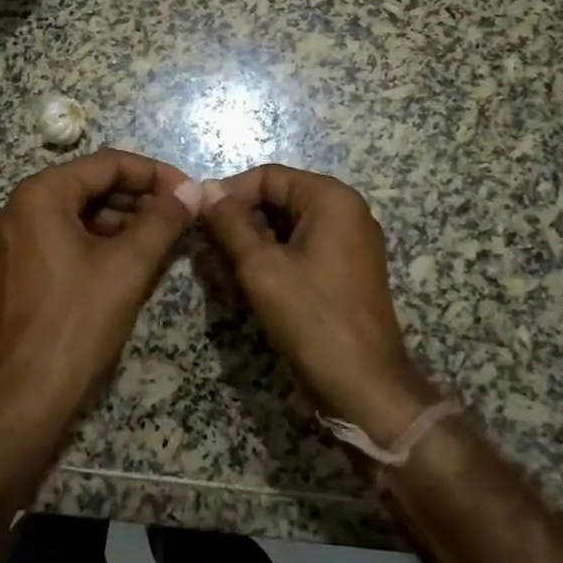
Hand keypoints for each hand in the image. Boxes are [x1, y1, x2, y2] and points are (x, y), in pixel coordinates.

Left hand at [0, 149, 202, 444]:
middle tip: (182, 216)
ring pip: (82, 213)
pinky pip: (68, 237)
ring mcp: (17, 239)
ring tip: (167, 238)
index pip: (107, 164)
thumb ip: (164, 220)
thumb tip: (194, 191)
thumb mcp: (128, 266)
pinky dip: (103, 242)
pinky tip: (136, 258)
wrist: (24, 396)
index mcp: (41, 195)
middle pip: (93, 185)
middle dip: (141, 198)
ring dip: (125, 221)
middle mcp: (21, 207)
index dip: (155, 174)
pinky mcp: (20, 267)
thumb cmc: (77, 322)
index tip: (190, 192)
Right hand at [200, 164, 438, 441]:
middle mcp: (347, 210)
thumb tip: (205, 190)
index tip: (199, 220)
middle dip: (242, 218)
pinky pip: (304, 247)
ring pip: (289, 224)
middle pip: (280, 197)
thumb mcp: (260, 267)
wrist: (364, 385)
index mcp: (331, 198)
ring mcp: (352, 241)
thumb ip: (230, 223)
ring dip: (255, 240)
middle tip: (210, 248)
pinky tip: (254, 282)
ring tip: (227, 267)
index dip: (229, 193)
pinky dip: (276, 257)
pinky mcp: (348, 269)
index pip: (268, 176)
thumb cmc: (311, 318)